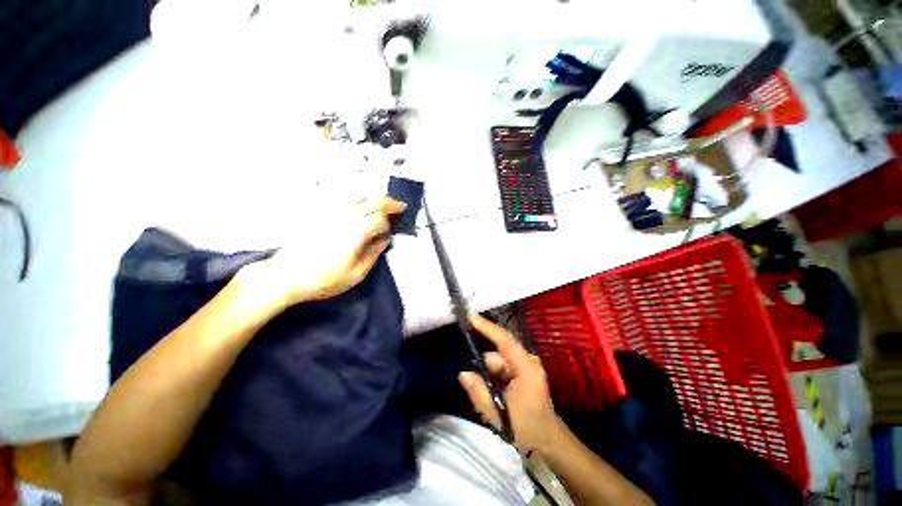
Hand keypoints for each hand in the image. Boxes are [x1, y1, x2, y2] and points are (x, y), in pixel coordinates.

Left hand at [238, 196, 406, 306]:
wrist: (284, 276)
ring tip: (384, 202)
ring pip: (358, 195)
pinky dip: (357, 196)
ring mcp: (330, 211)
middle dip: (389, 202)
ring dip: (375, 197)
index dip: (389, 224)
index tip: (393, 230)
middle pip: (372, 200)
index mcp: (355, 232)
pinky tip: (361, 201)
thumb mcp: (355, 274)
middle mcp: (344, 216)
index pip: (380, 219)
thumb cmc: (323, 279)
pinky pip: (343, 196)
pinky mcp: (319, 211)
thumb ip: (373, 254)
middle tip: (400, 206)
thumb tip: (385, 239)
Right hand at [458, 315, 561, 453]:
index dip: (487, 327)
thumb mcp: (499, 414)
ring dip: (489, 376)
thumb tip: (463, 374)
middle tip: (473, 385)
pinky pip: (503, 368)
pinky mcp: (524, 372)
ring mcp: (527, 366)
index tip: (470, 317)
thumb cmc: (527, 429)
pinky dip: (494, 378)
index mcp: (526, 368)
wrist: (549, 443)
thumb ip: (479, 393)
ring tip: (488, 399)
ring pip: (498, 362)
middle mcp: (527, 361)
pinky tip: (494, 396)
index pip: (504, 340)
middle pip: (498, 354)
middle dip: (483, 367)